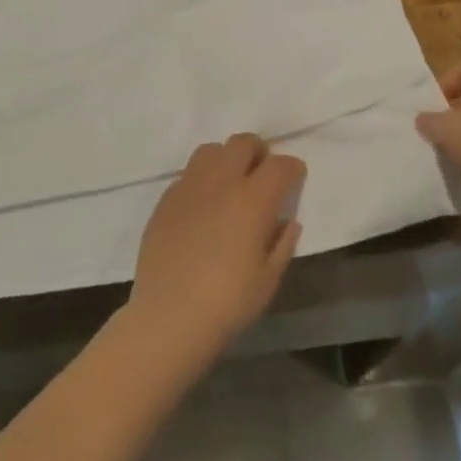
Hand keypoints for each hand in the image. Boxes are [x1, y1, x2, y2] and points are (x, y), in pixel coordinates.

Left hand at [127, 134, 304, 369]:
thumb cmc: (228, 303)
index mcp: (252, 200)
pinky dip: (202, 179)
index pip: (280, 165)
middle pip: (243, 143)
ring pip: (211, 150)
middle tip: (263, 175)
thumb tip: (287, 221)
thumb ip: (282, 243)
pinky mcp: (165, 200)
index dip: (293, 169)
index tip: (295, 179)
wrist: (168, 318)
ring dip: (227, 159)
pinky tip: (204, 206)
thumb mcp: (268, 279)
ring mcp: (188, 187)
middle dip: (260, 152)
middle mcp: (220, 182)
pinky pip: (188, 174)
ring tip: (231, 183)